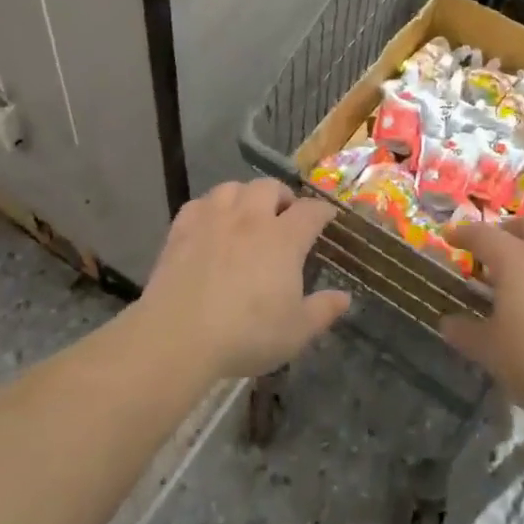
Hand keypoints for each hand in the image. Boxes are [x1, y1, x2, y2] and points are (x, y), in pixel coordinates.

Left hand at [140, 179, 347, 379]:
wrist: (178, 337)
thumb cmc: (247, 334)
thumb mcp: (296, 331)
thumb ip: (323, 311)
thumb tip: (344, 297)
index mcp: (283, 239)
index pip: (310, 211)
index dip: (322, 212)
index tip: (326, 217)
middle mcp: (250, 219)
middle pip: (269, 187)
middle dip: (282, 196)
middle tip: (285, 215)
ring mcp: (213, 220)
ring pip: (232, 187)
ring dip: (245, 195)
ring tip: (247, 213)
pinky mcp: (181, 230)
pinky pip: (199, 203)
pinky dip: (210, 207)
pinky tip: (211, 224)